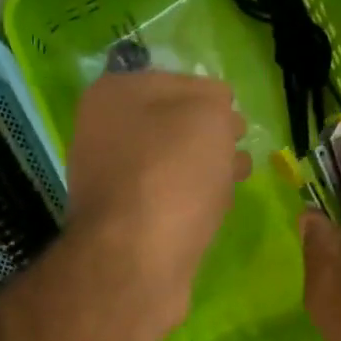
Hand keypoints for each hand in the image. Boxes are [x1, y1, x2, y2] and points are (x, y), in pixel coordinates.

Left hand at [66, 71, 248, 340]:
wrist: (136, 260)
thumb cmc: (171, 174)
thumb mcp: (208, 115)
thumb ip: (215, 102)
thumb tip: (217, 116)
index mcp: (113, 95)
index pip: (174, 81)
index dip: (209, 96)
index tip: (234, 116)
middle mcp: (102, 134)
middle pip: (170, 126)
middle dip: (208, 135)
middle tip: (238, 148)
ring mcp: (110, 183)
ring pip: (170, 165)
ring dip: (204, 168)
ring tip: (237, 178)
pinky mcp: (124, 225)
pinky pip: (166, 201)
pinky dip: (191, 201)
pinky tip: (216, 210)